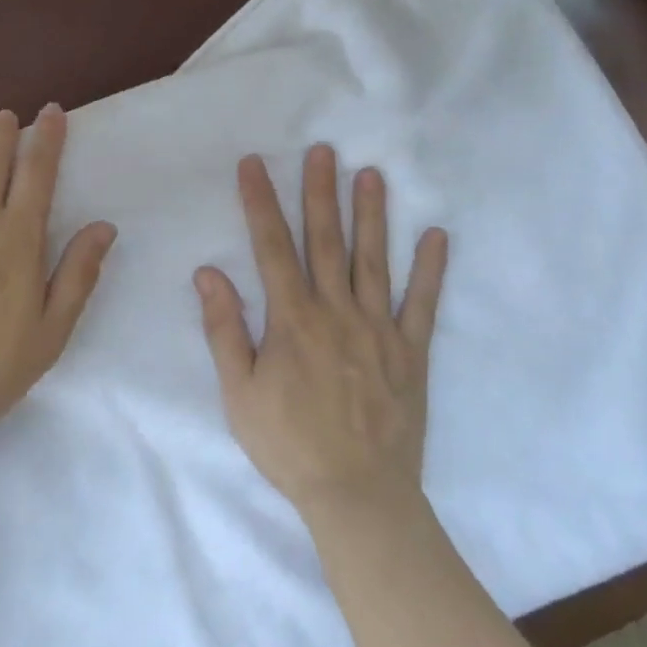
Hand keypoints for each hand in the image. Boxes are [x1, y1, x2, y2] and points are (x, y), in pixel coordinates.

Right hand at [195, 145, 449, 519]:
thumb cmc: (289, 444)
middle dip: (320, 192)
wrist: (358, 497)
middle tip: (322, 150)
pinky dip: (432, 270)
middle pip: (327, 241)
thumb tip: (208, 272)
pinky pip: (423, 304)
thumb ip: (224, 329)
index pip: (272, 247)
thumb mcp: (238, 393)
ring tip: (372, 174)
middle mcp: (337, 312)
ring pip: (374, 260)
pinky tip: (438, 236)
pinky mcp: (411, 352)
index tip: (254, 165)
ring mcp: (379, 329)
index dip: (261, 202)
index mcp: (292, 319)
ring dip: (372, 215)